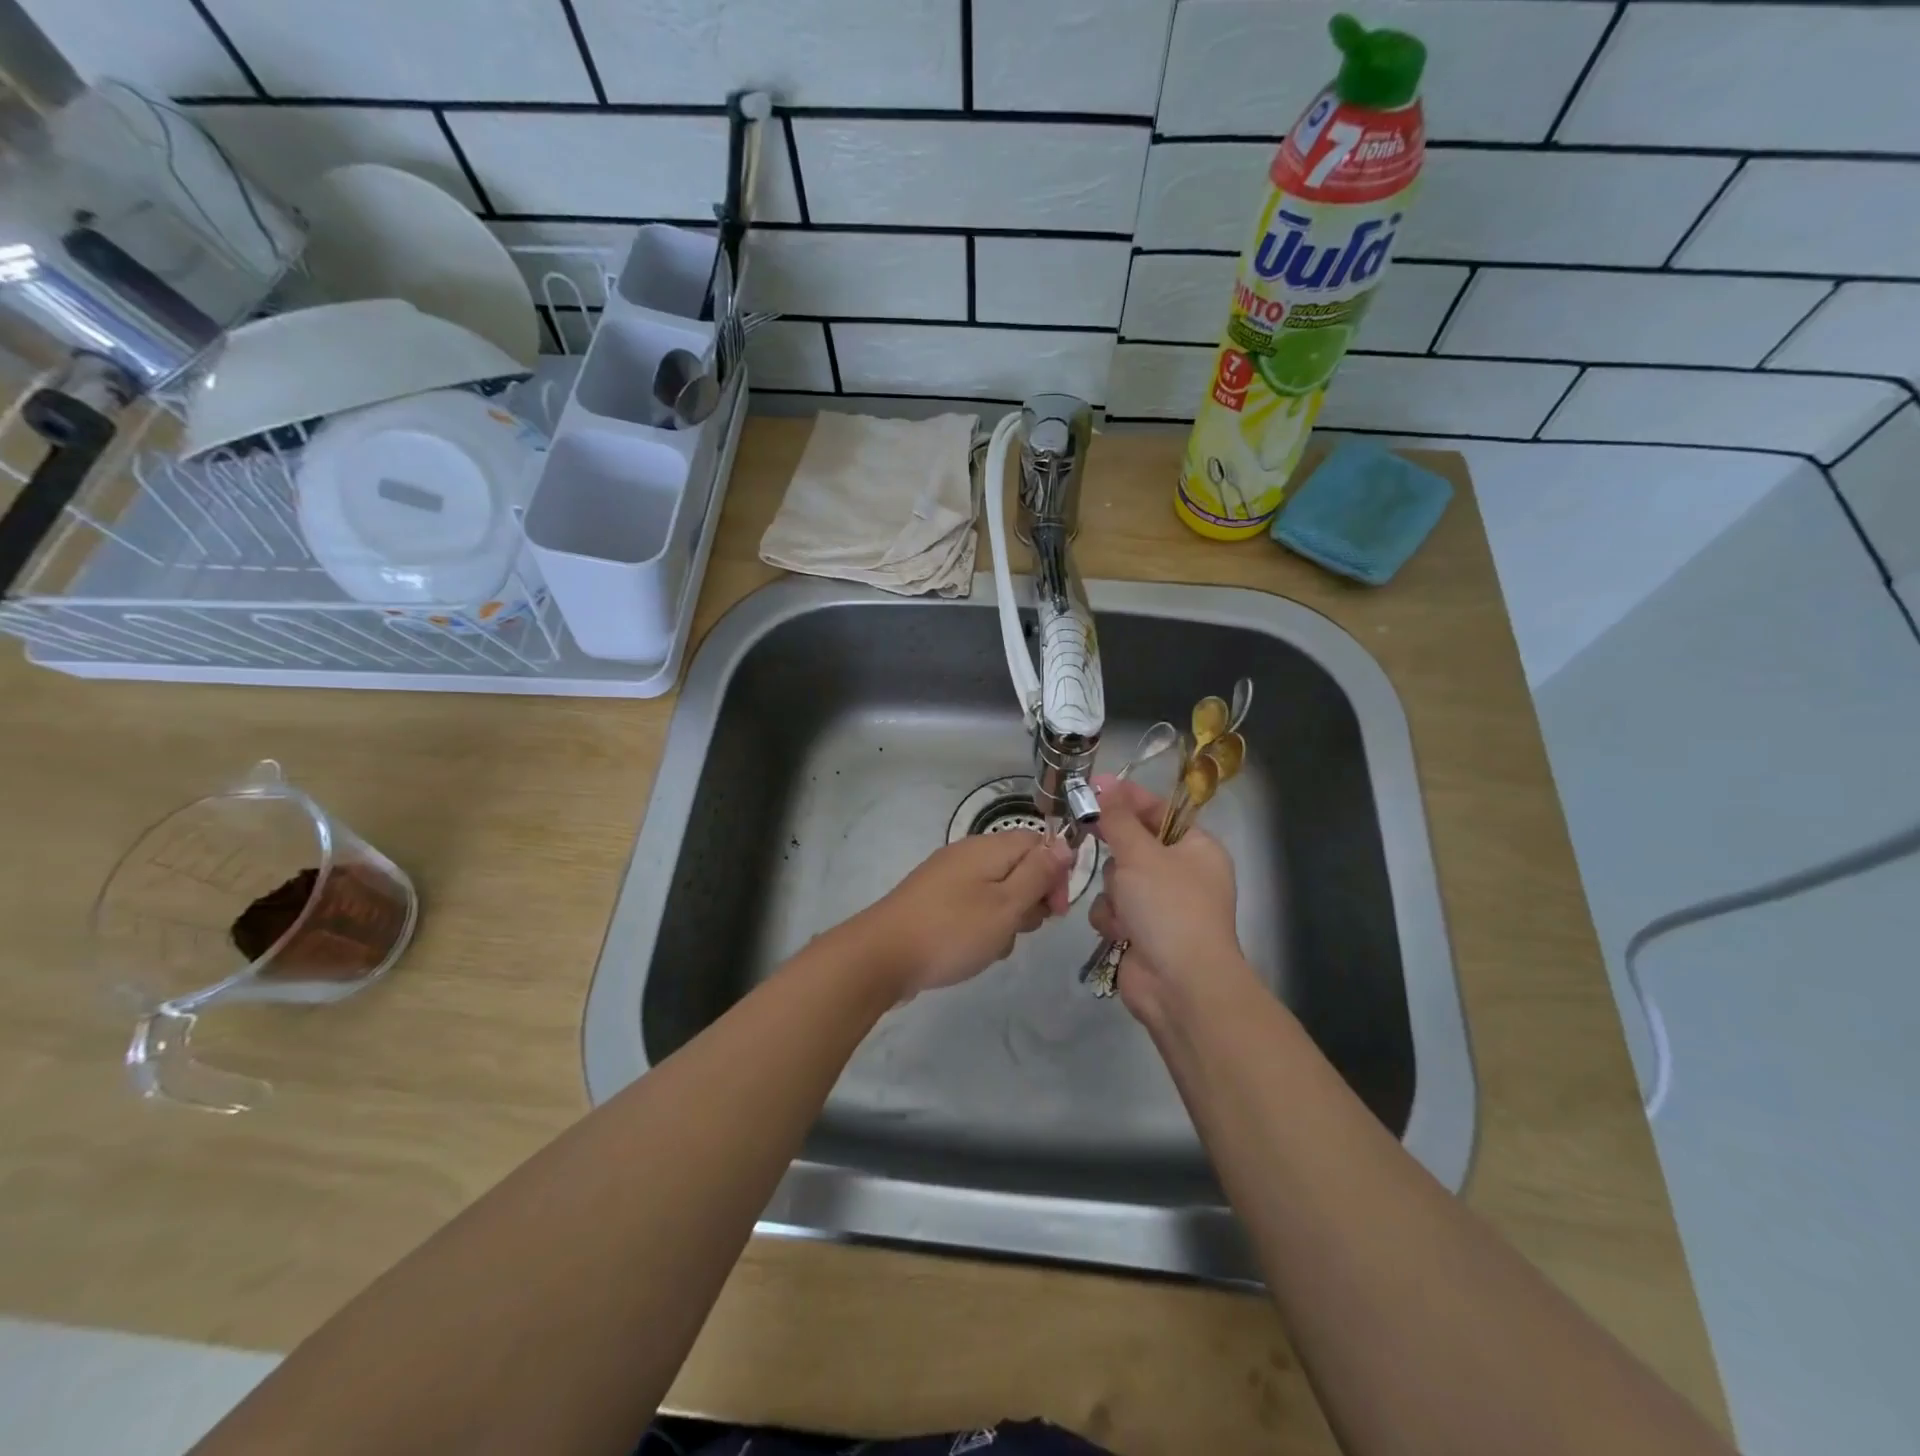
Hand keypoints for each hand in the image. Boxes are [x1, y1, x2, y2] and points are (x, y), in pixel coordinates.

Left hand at [849, 830, 1073, 997]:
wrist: (882, 956)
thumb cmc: (953, 930)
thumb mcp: (1006, 904)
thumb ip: (1038, 873)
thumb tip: (1064, 843)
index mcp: (988, 847)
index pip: (1038, 843)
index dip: (1056, 874)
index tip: (1056, 911)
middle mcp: (968, 854)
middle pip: (1018, 868)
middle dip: (1030, 901)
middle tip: (1021, 929)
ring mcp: (948, 878)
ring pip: (997, 893)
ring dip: (1006, 920)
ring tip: (993, 945)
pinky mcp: (934, 902)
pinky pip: (973, 908)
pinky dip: (981, 928)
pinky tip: (973, 951)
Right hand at [1088, 775, 1251, 1022]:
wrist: (1180, 985)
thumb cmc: (1169, 908)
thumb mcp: (1141, 854)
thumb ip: (1118, 819)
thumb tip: (1106, 785)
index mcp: (1196, 848)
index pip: (1158, 810)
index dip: (1126, 798)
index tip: (1094, 787)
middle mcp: (1181, 873)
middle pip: (1132, 846)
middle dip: (1117, 857)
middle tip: (1096, 844)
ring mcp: (1161, 905)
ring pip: (1116, 879)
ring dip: (1113, 893)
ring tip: (1125, 910)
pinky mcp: (1141, 932)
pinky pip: (1112, 909)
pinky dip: (1112, 919)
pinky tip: (1121, 933)